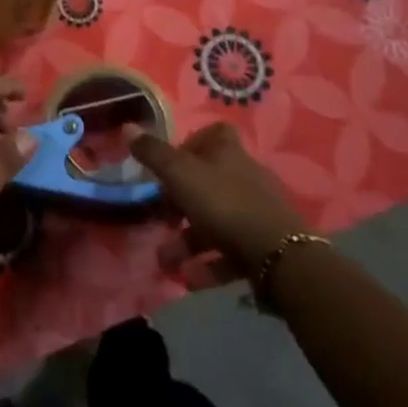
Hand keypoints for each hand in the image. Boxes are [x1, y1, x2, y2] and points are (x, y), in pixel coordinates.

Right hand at [125, 123, 306, 287]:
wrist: (279, 257)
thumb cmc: (224, 204)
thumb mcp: (180, 175)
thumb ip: (153, 154)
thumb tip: (128, 126)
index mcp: (228, 153)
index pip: (213, 135)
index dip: (190, 145)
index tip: (169, 166)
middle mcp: (245, 176)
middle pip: (209, 182)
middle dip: (180, 205)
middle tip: (161, 220)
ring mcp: (257, 212)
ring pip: (216, 221)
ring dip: (188, 242)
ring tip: (166, 262)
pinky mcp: (264, 245)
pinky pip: (230, 251)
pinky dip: (209, 264)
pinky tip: (191, 280)